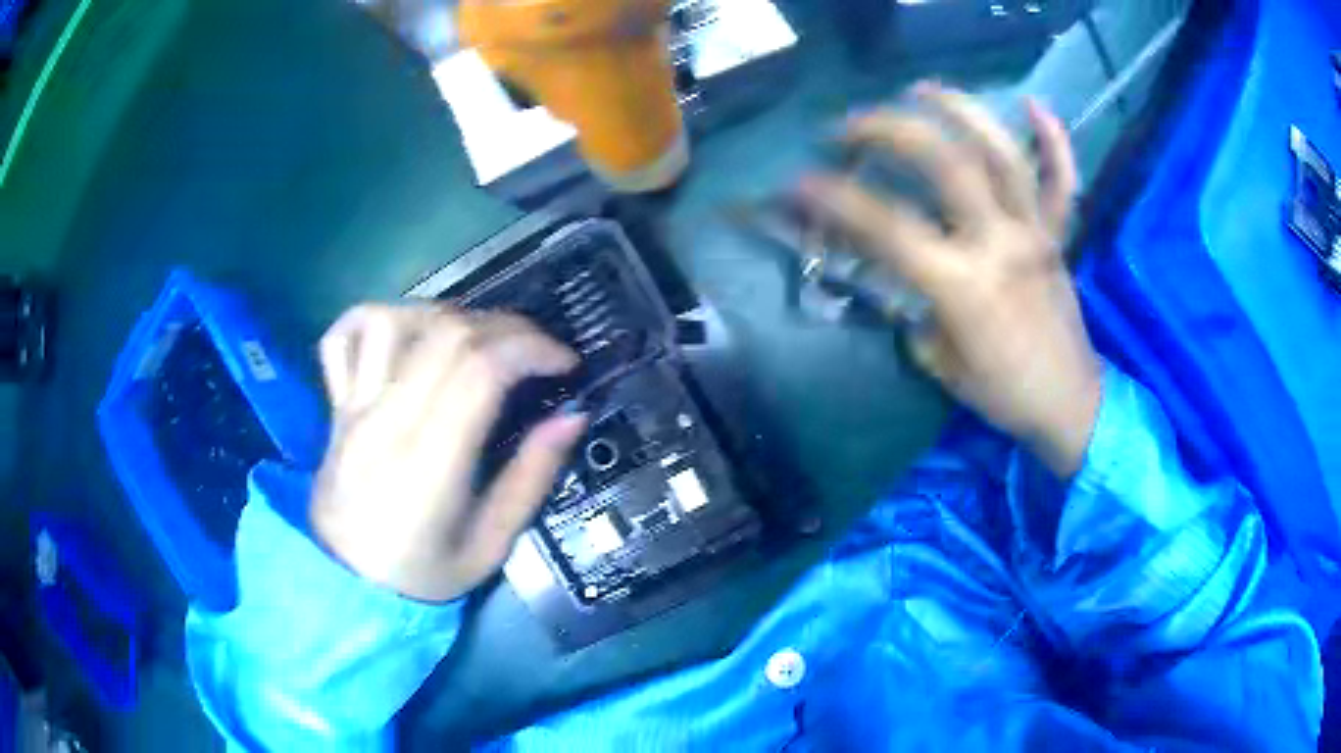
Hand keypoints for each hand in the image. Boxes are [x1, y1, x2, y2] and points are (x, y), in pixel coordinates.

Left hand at [310, 304, 585, 601]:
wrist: (348, 582)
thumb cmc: (424, 573)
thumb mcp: (492, 546)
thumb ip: (531, 478)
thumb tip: (573, 415)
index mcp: (428, 463)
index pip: (478, 369)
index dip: (531, 348)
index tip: (565, 365)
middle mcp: (386, 420)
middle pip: (446, 333)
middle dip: (508, 327)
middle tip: (537, 351)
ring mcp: (354, 406)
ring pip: (394, 320)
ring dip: (449, 315)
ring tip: (478, 340)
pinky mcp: (337, 403)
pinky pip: (344, 336)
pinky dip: (379, 316)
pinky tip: (409, 331)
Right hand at [798, 84, 1100, 477]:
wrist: (1068, 403)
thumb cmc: (1002, 392)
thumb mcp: (939, 360)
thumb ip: (914, 306)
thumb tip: (897, 270)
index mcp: (962, 286)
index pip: (886, 227)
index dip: (835, 199)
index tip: (799, 182)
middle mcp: (998, 244)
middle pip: (945, 163)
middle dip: (890, 129)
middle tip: (853, 123)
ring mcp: (1033, 232)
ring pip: (1002, 154)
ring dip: (961, 111)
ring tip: (924, 89)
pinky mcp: (1057, 235)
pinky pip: (1062, 181)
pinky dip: (1054, 140)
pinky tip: (1033, 104)